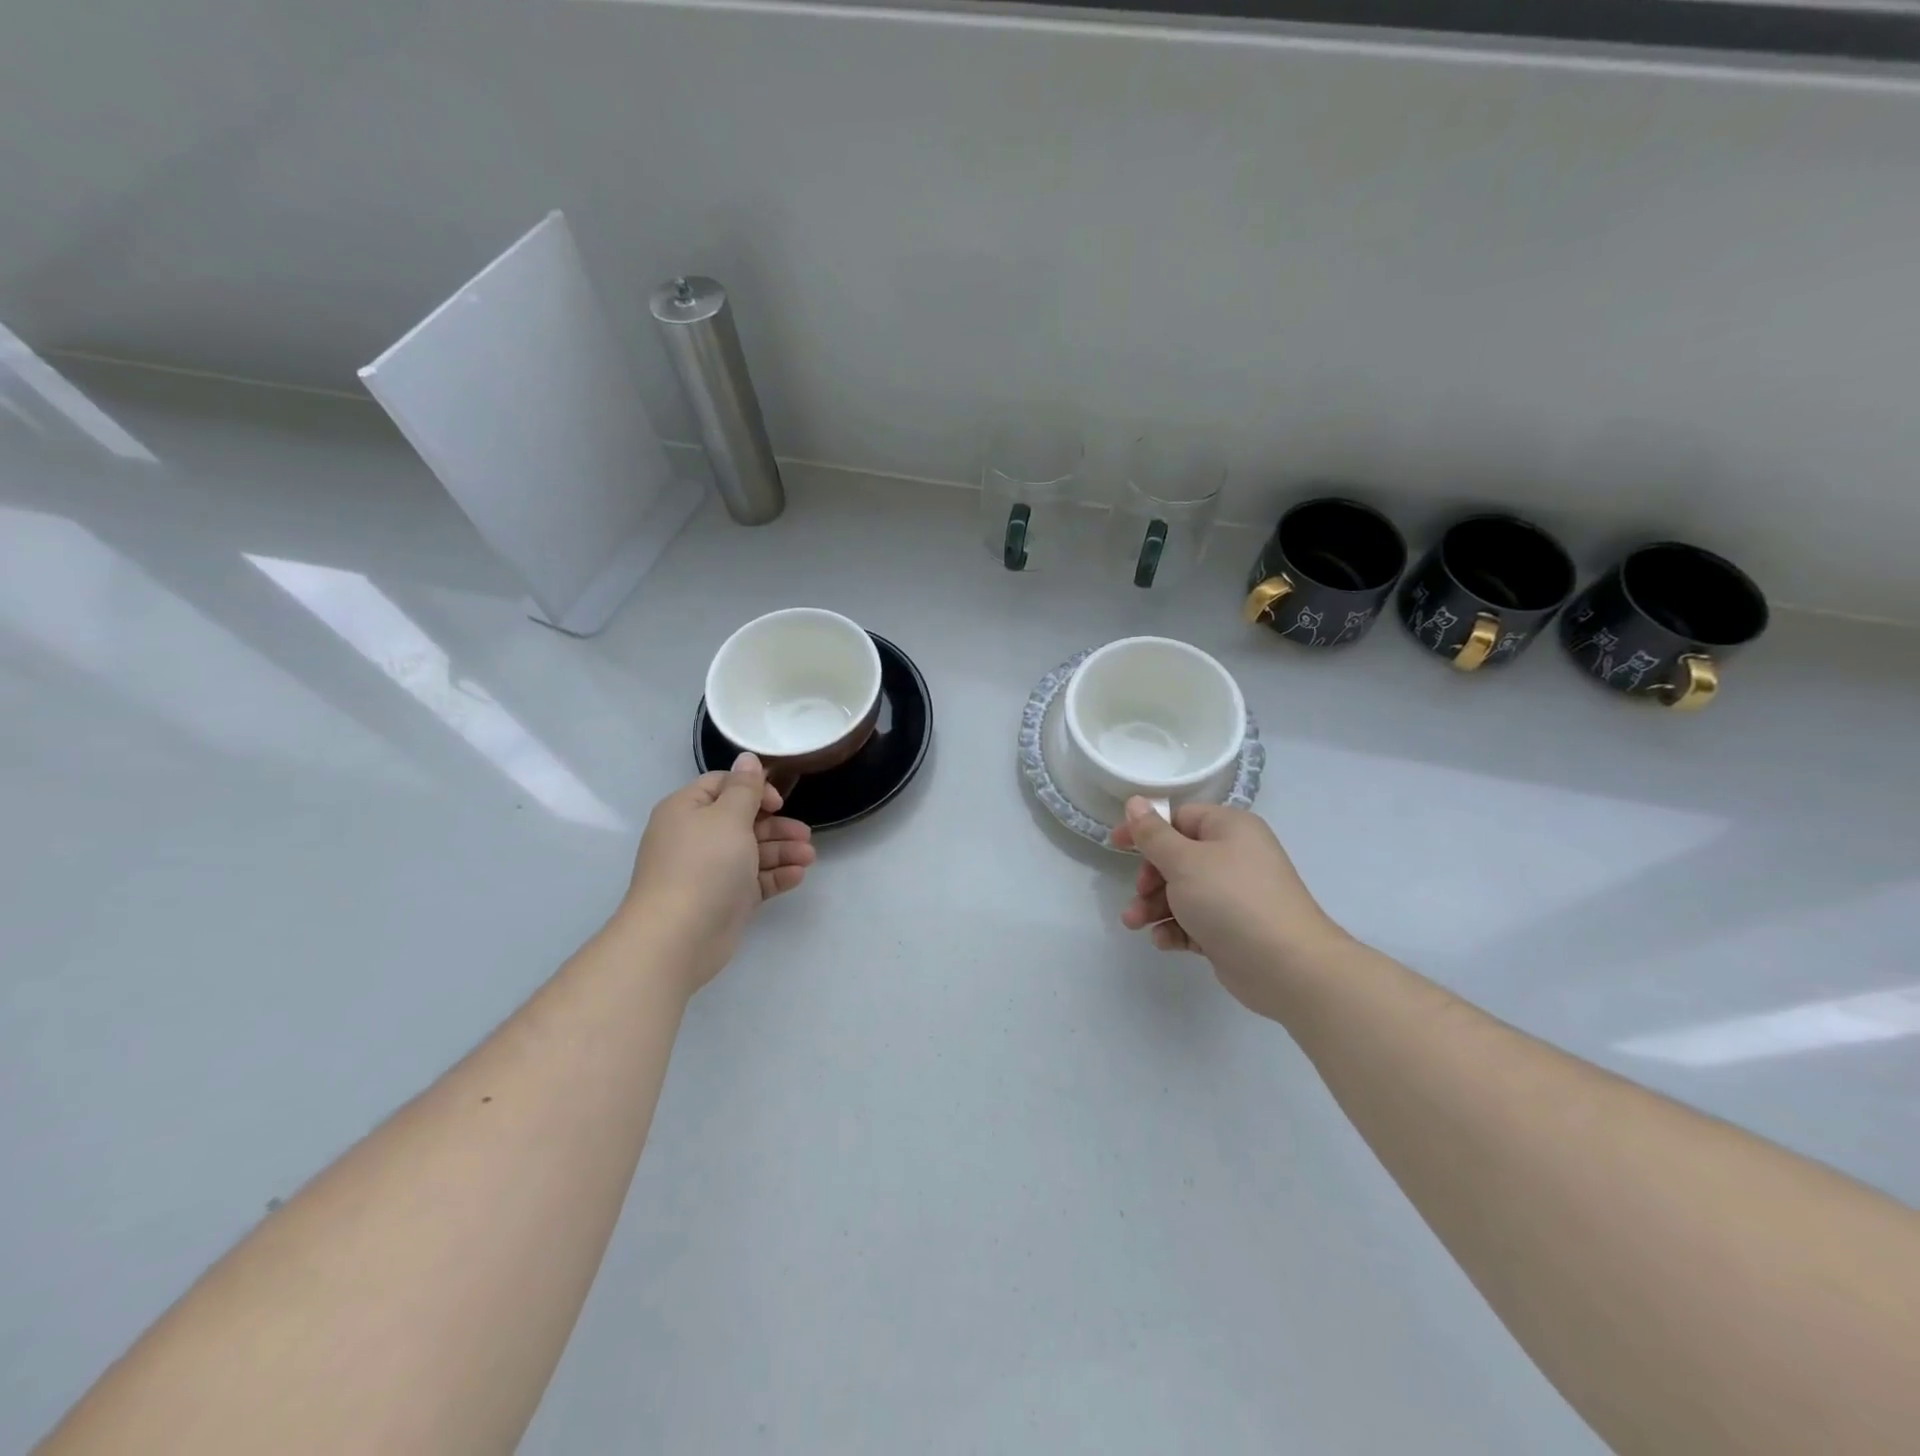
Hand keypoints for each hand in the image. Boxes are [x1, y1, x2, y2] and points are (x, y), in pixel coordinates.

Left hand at [622, 753, 814, 993]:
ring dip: (783, 851)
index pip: (723, 786)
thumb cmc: (703, 865)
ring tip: (809, 857)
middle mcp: (697, 837)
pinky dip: (776, 875)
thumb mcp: (728, 817)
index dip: (754, 789)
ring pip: (753, 851)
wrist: (678, 937)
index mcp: (687, 810)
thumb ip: (745, 788)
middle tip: (805, 835)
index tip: (778, 802)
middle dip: (777, 826)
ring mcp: (711, 870)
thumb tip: (747, 757)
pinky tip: (797, 876)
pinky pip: (754, 880)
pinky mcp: (725, 899)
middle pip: (743, 820)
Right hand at [1112, 799, 1347, 1021]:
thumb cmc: (1231, 900)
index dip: (1146, 830)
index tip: (1116, 845)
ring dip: (1154, 907)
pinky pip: (1195, 921)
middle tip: (1139, 894)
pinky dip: (1176, 929)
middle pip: (1177, 858)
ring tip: (1134, 923)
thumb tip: (1135, 801)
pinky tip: (1164, 942)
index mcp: (1229, 828)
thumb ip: (1154, 834)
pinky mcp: (1233, 930)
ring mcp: (1235, 895)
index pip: (1179, 818)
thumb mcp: (1184, 861)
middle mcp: (1235, 856)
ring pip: (1182, 892)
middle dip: (1150, 878)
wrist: (1287, 967)